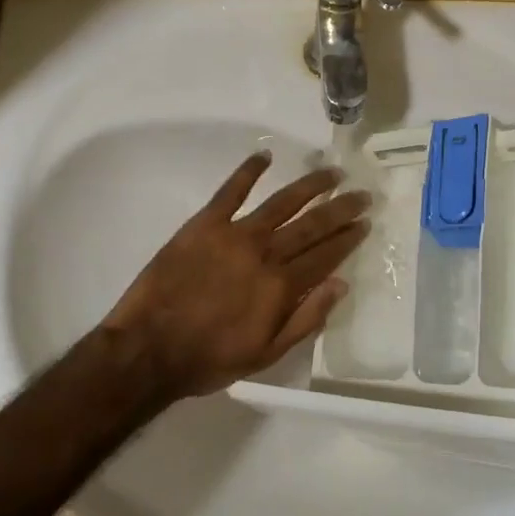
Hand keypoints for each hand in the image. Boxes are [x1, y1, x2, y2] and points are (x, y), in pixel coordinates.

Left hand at [104, 151, 370, 399]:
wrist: (149, 349)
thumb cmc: (210, 358)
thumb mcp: (267, 354)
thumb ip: (306, 319)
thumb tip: (341, 284)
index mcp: (281, 286)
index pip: (325, 255)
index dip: (348, 238)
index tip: (365, 222)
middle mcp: (265, 253)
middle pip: (311, 225)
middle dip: (340, 209)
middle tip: (362, 194)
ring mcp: (234, 234)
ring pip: (282, 202)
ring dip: (310, 186)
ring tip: (332, 172)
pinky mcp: (204, 224)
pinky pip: (230, 191)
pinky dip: (248, 172)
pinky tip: (264, 157)